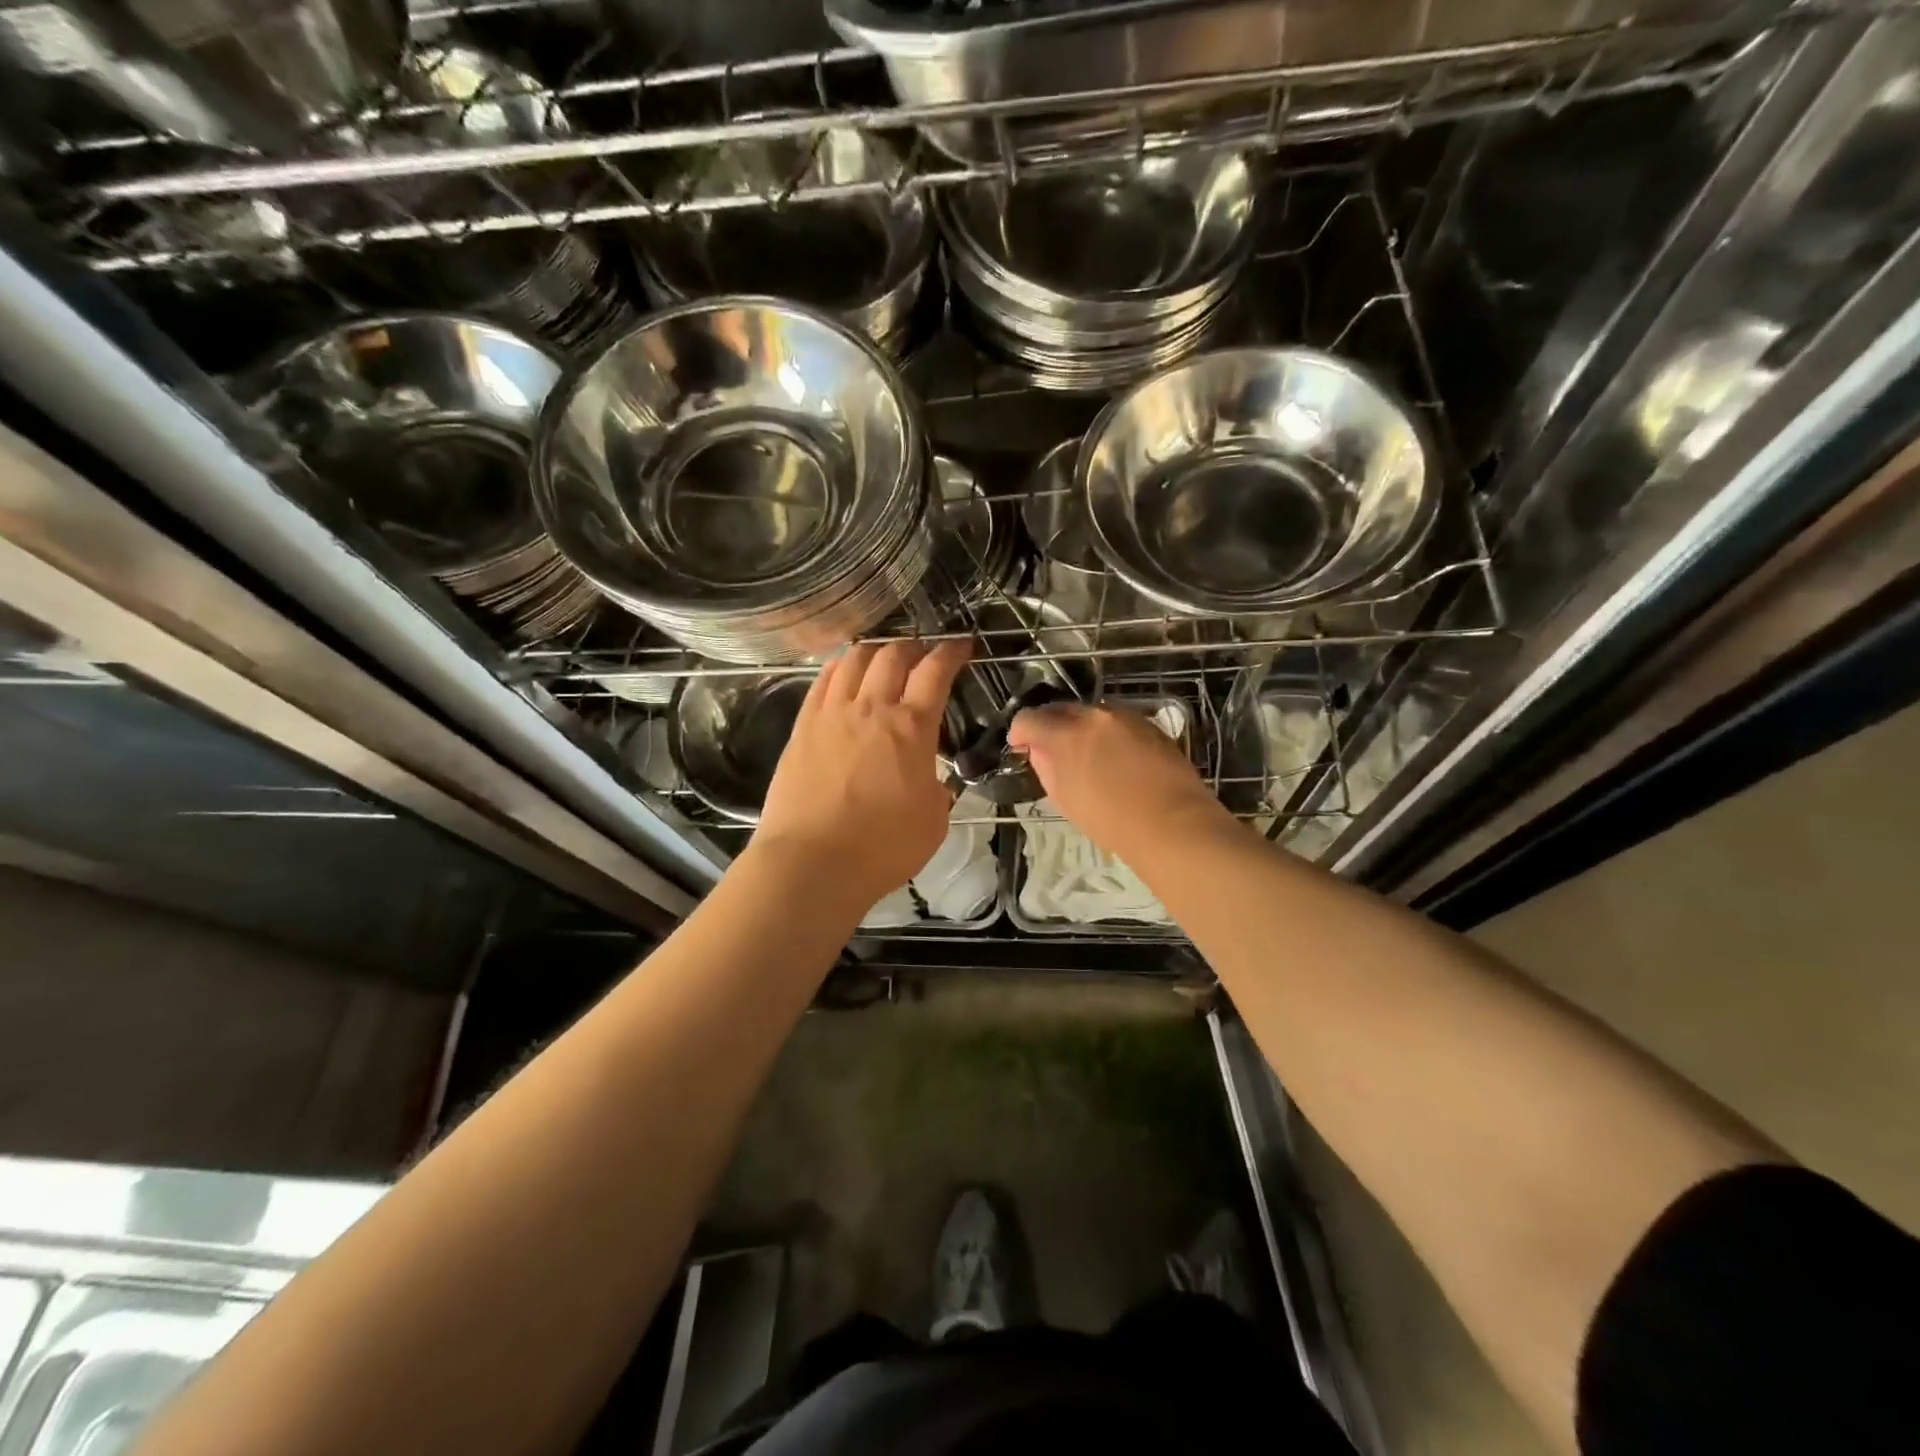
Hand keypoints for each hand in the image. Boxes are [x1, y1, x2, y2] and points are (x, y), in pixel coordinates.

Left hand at [755, 638, 972, 906]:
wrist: (812, 862)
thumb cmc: (882, 848)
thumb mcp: (934, 821)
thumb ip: (936, 789)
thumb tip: (929, 780)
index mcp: (912, 728)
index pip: (936, 672)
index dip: (951, 652)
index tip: (961, 646)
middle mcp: (872, 709)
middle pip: (893, 655)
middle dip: (914, 647)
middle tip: (923, 654)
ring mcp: (832, 714)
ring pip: (854, 659)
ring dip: (875, 650)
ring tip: (884, 656)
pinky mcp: (803, 726)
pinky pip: (823, 681)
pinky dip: (840, 666)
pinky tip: (845, 670)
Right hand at [1008, 701, 1228, 858]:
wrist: (1173, 823)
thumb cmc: (1111, 821)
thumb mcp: (1065, 799)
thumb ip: (1047, 768)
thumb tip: (1041, 752)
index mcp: (1067, 734)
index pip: (1030, 719)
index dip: (1020, 732)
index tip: (1019, 746)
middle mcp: (1095, 715)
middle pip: (1062, 710)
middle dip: (1051, 726)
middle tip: (1049, 749)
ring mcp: (1126, 717)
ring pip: (1092, 714)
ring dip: (1081, 728)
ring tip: (1084, 754)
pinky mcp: (1150, 725)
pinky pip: (1118, 722)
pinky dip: (1107, 733)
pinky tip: (1114, 757)